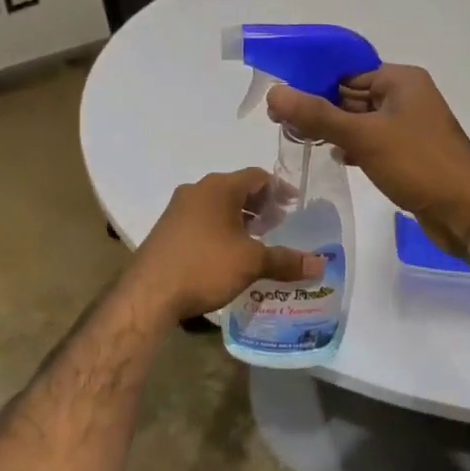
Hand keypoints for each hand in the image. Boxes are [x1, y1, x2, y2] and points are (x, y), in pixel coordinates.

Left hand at [125, 168, 325, 321]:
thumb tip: (320, 265)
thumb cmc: (205, 266)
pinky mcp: (167, 229)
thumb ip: (286, 260)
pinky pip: (202, 219)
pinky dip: (221, 228)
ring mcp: (178, 208)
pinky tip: (228, 253)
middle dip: (260, 205)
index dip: (280, 190)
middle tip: (279, 225)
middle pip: (237, 189)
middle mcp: (197, 190)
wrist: (149, 294)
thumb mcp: (251, 263)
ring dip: (240, 218)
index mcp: (219, 187)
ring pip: (218, 205)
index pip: (257, 176)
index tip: (295, 206)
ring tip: (257, 241)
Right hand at [266, 64, 469, 259]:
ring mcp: (411, 127)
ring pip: (362, 121)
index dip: (313, 84)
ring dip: (336, 130)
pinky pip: (375, 142)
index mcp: (401, 80)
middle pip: (353, 96)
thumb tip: (274, 93)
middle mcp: (408, 97)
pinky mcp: (411, 154)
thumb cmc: (418, 164)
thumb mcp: (363, 136)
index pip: (347, 72)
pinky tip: (338, 158)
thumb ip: (317, 115)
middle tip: (283, 124)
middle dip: (321, 109)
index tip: (281, 103)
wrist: (468, 213)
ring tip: (302, 141)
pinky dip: (355, 147)